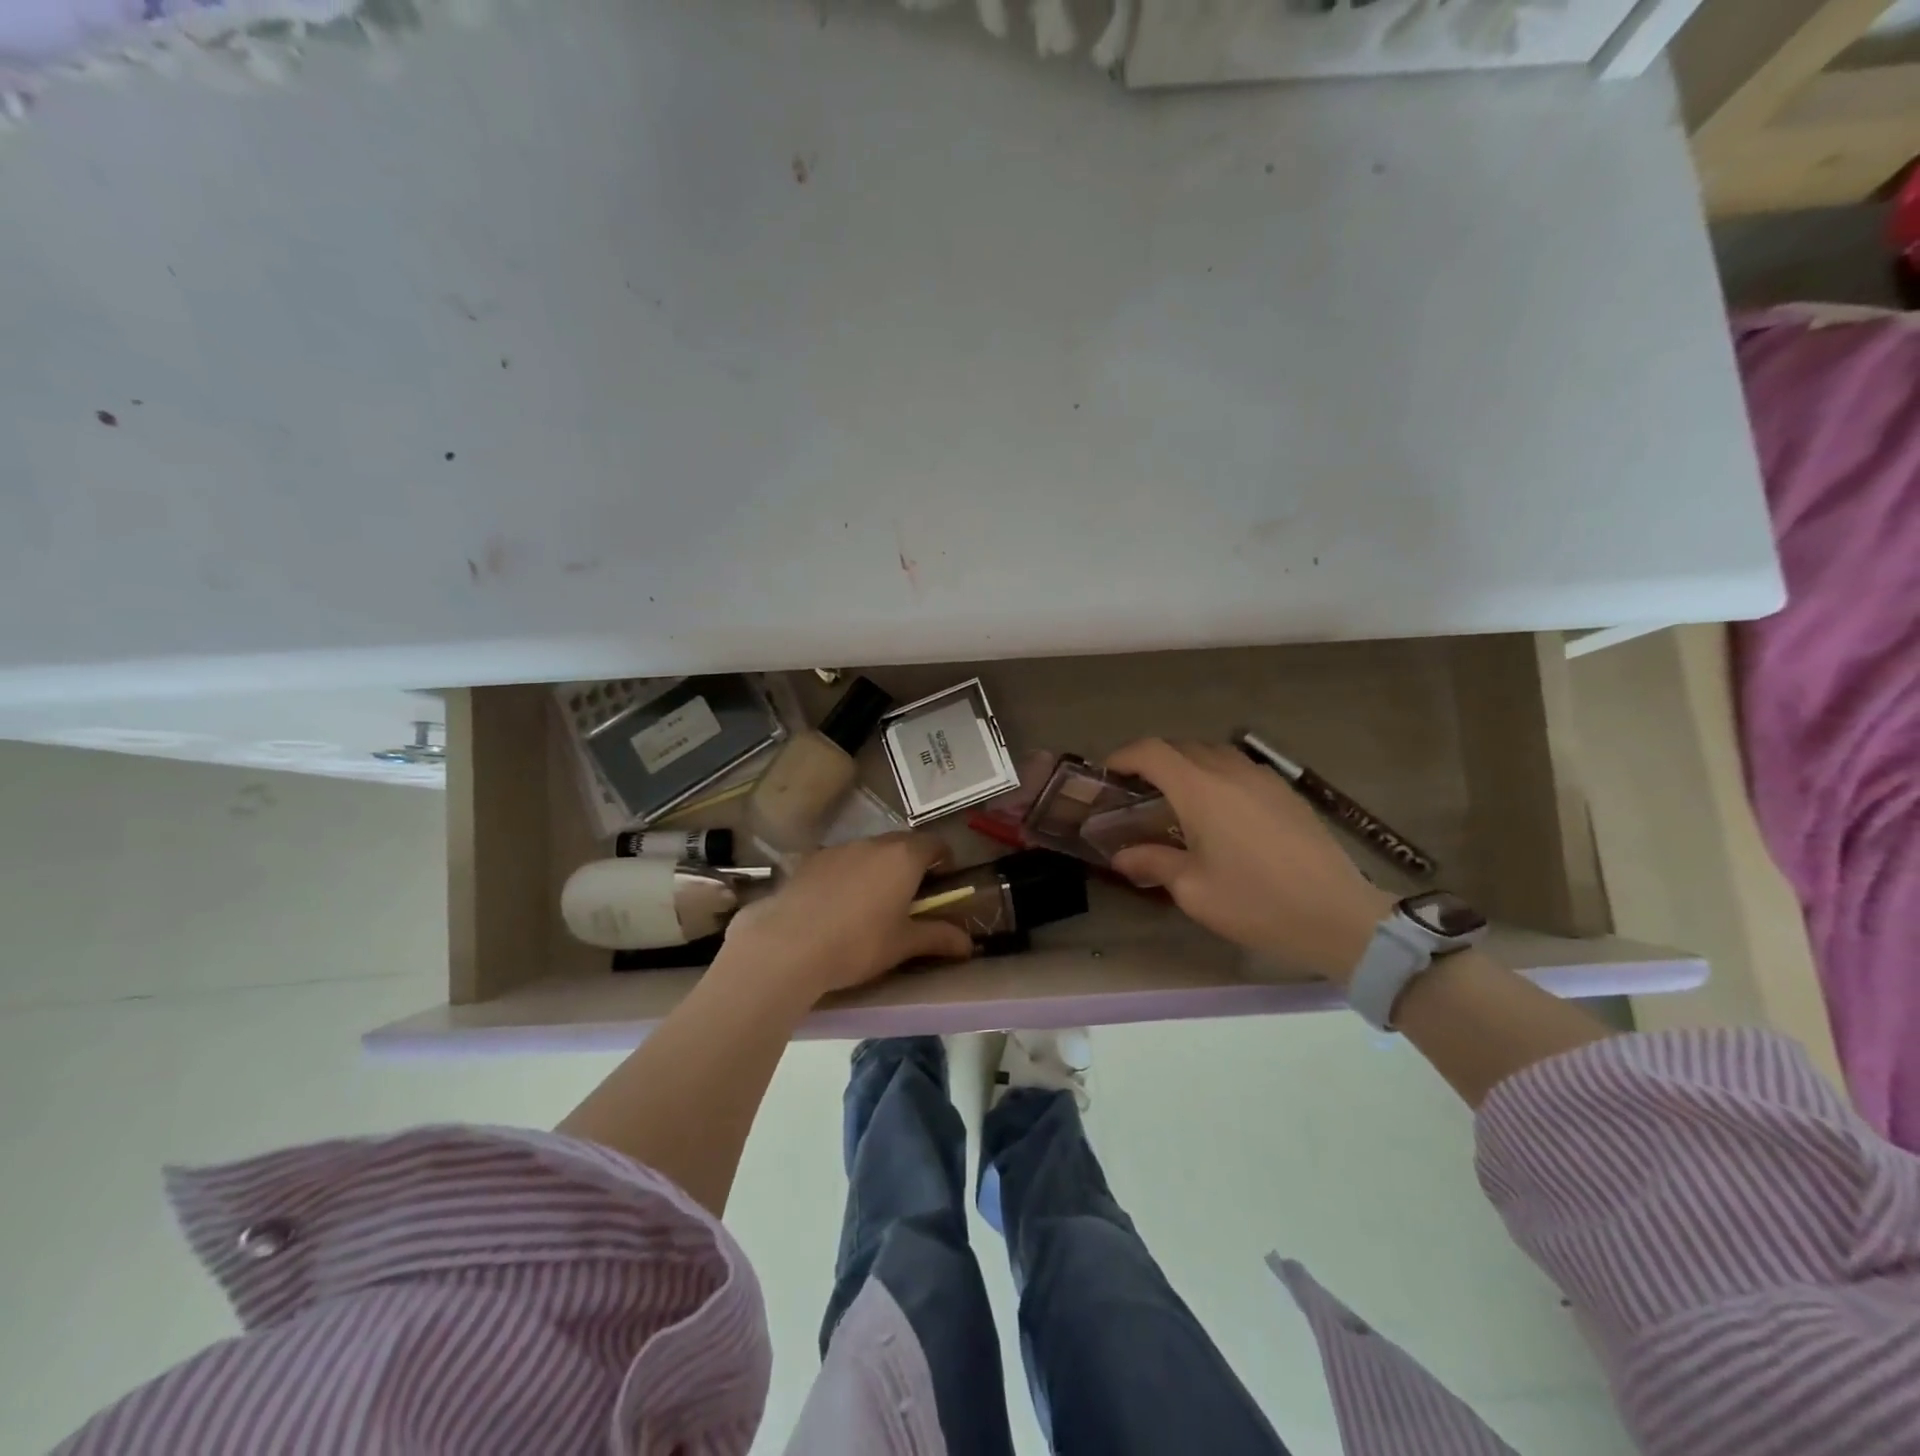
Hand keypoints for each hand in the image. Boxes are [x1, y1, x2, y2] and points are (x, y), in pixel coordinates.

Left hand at [718, 833, 972, 1001]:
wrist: (787, 945)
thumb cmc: (858, 943)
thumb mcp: (903, 944)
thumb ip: (938, 938)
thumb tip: (969, 944)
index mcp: (903, 857)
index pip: (934, 843)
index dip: (943, 858)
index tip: (943, 878)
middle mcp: (873, 844)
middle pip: (900, 843)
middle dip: (910, 862)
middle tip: (910, 894)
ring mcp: (837, 849)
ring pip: (867, 851)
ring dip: (876, 867)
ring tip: (870, 901)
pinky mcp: (808, 860)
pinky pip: (838, 861)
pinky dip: (845, 874)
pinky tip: (834, 904)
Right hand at [1104, 739, 1393, 983]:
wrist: (1337, 915)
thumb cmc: (1256, 902)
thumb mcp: (1194, 890)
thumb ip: (1153, 863)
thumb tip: (1121, 856)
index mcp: (1201, 789)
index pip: (1152, 752)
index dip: (1124, 756)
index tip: (1108, 774)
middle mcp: (1230, 771)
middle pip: (1181, 746)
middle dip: (1152, 760)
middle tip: (1136, 790)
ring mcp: (1263, 778)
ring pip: (1213, 753)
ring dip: (1186, 764)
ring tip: (1175, 797)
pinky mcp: (1285, 792)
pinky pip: (1239, 768)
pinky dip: (1215, 775)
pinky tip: (1218, 811)